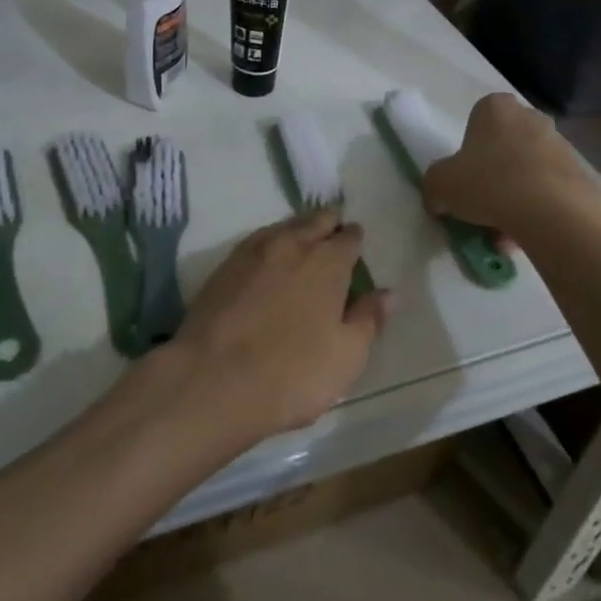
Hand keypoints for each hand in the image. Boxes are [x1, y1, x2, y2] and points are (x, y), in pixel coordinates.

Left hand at [168, 211, 390, 446]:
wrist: (212, 379)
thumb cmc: (291, 373)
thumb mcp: (346, 357)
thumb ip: (368, 320)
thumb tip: (388, 293)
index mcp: (328, 262)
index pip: (349, 238)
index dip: (355, 239)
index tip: (357, 243)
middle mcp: (292, 245)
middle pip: (315, 221)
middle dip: (328, 222)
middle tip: (334, 228)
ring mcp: (254, 252)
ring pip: (284, 227)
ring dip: (298, 228)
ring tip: (304, 238)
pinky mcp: (225, 265)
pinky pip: (256, 241)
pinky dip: (270, 242)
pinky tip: (269, 256)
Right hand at [420, 93, 598, 238]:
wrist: (553, 213)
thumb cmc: (489, 184)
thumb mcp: (439, 185)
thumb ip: (434, 187)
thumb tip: (439, 199)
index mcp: (496, 108)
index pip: (477, 120)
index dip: (468, 150)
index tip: (465, 176)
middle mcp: (531, 118)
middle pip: (504, 147)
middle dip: (494, 175)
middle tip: (482, 206)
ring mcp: (561, 145)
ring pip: (527, 172)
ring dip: (514, 198)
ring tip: (504, 233)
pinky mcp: (581, 174)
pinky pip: (549, 191)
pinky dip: (537, 210)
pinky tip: (527, 235)